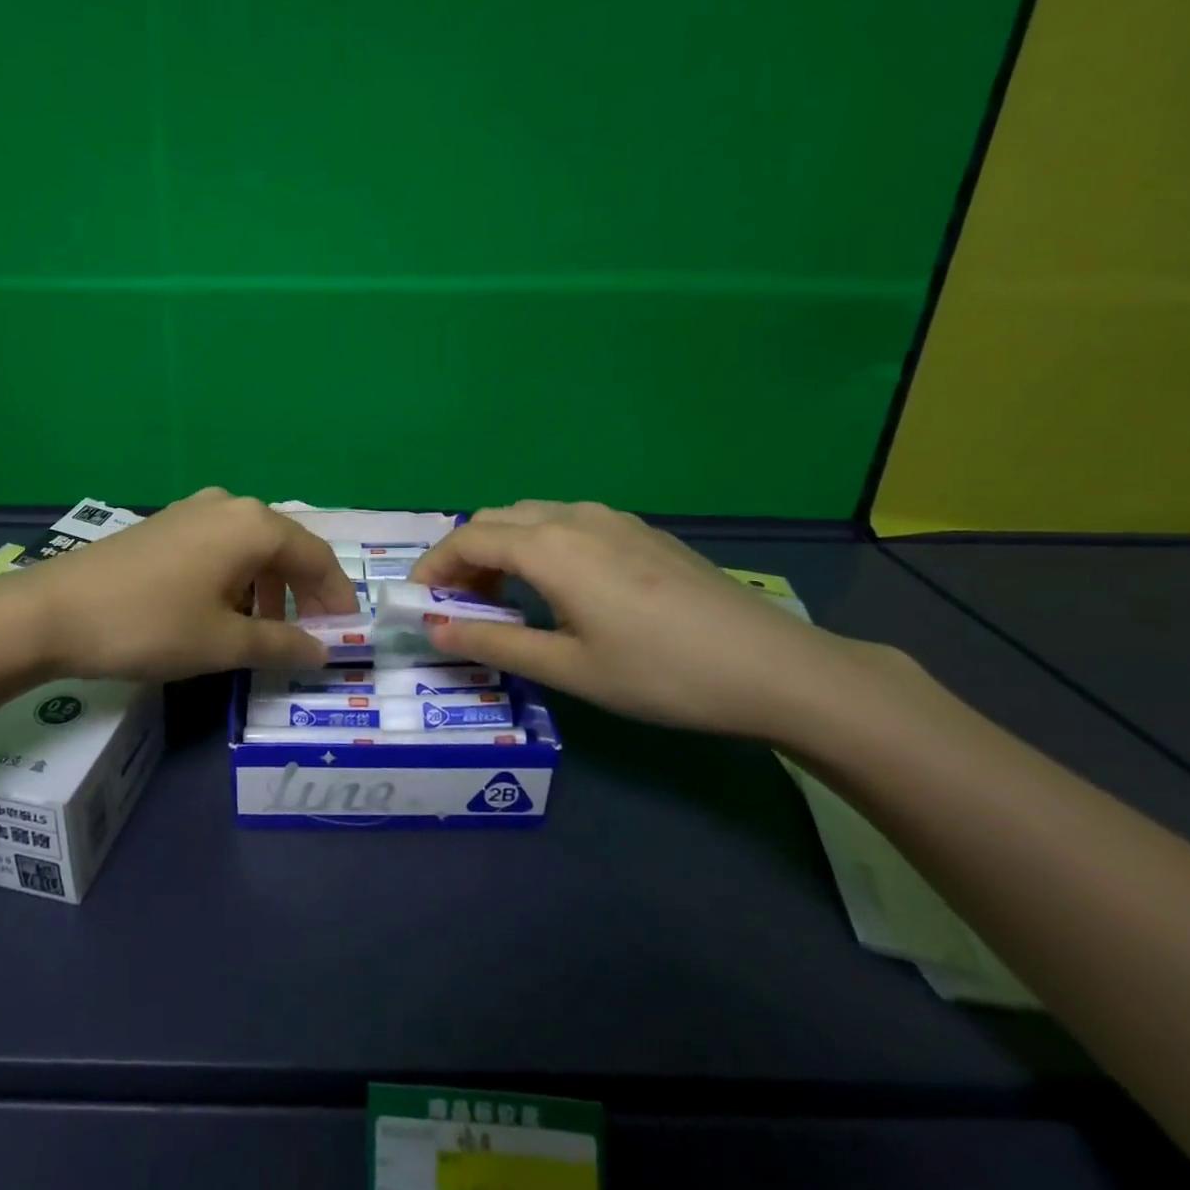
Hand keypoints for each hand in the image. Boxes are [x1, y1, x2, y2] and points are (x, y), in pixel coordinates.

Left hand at [3, 489, 358, 681]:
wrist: (53, 611)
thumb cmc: (150, 625)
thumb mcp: (223, 643)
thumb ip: (282, 644)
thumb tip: (322, 651)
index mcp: (253, 525)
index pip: (316, 557)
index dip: (336, 596)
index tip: (345, 632)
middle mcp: (230, 505)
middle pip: (285, 548)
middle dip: (302, 594)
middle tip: (307, 637)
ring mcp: (194, 509)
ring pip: (252, 547)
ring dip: (268, 588)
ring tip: (262, 631)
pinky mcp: (168, 522)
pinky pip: (221, 546)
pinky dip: (236, 578)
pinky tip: (222, 610)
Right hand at [408, 501, 872, 736]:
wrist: (773, 667)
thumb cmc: (660, 673)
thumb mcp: (568, 668)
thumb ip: (494, 641)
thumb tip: (434, 628)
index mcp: (550, 546)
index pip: (467, 538)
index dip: (433, 566)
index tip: (416, 599)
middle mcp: (574, 517)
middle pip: (496, 519)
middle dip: (464, 555)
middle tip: (457, 603)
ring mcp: (613, 519)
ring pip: (532, 516)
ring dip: (501, 546)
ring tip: (501, 596)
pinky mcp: (641, 530)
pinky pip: (567, 522)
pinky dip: (537, 544)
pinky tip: (556, 586)